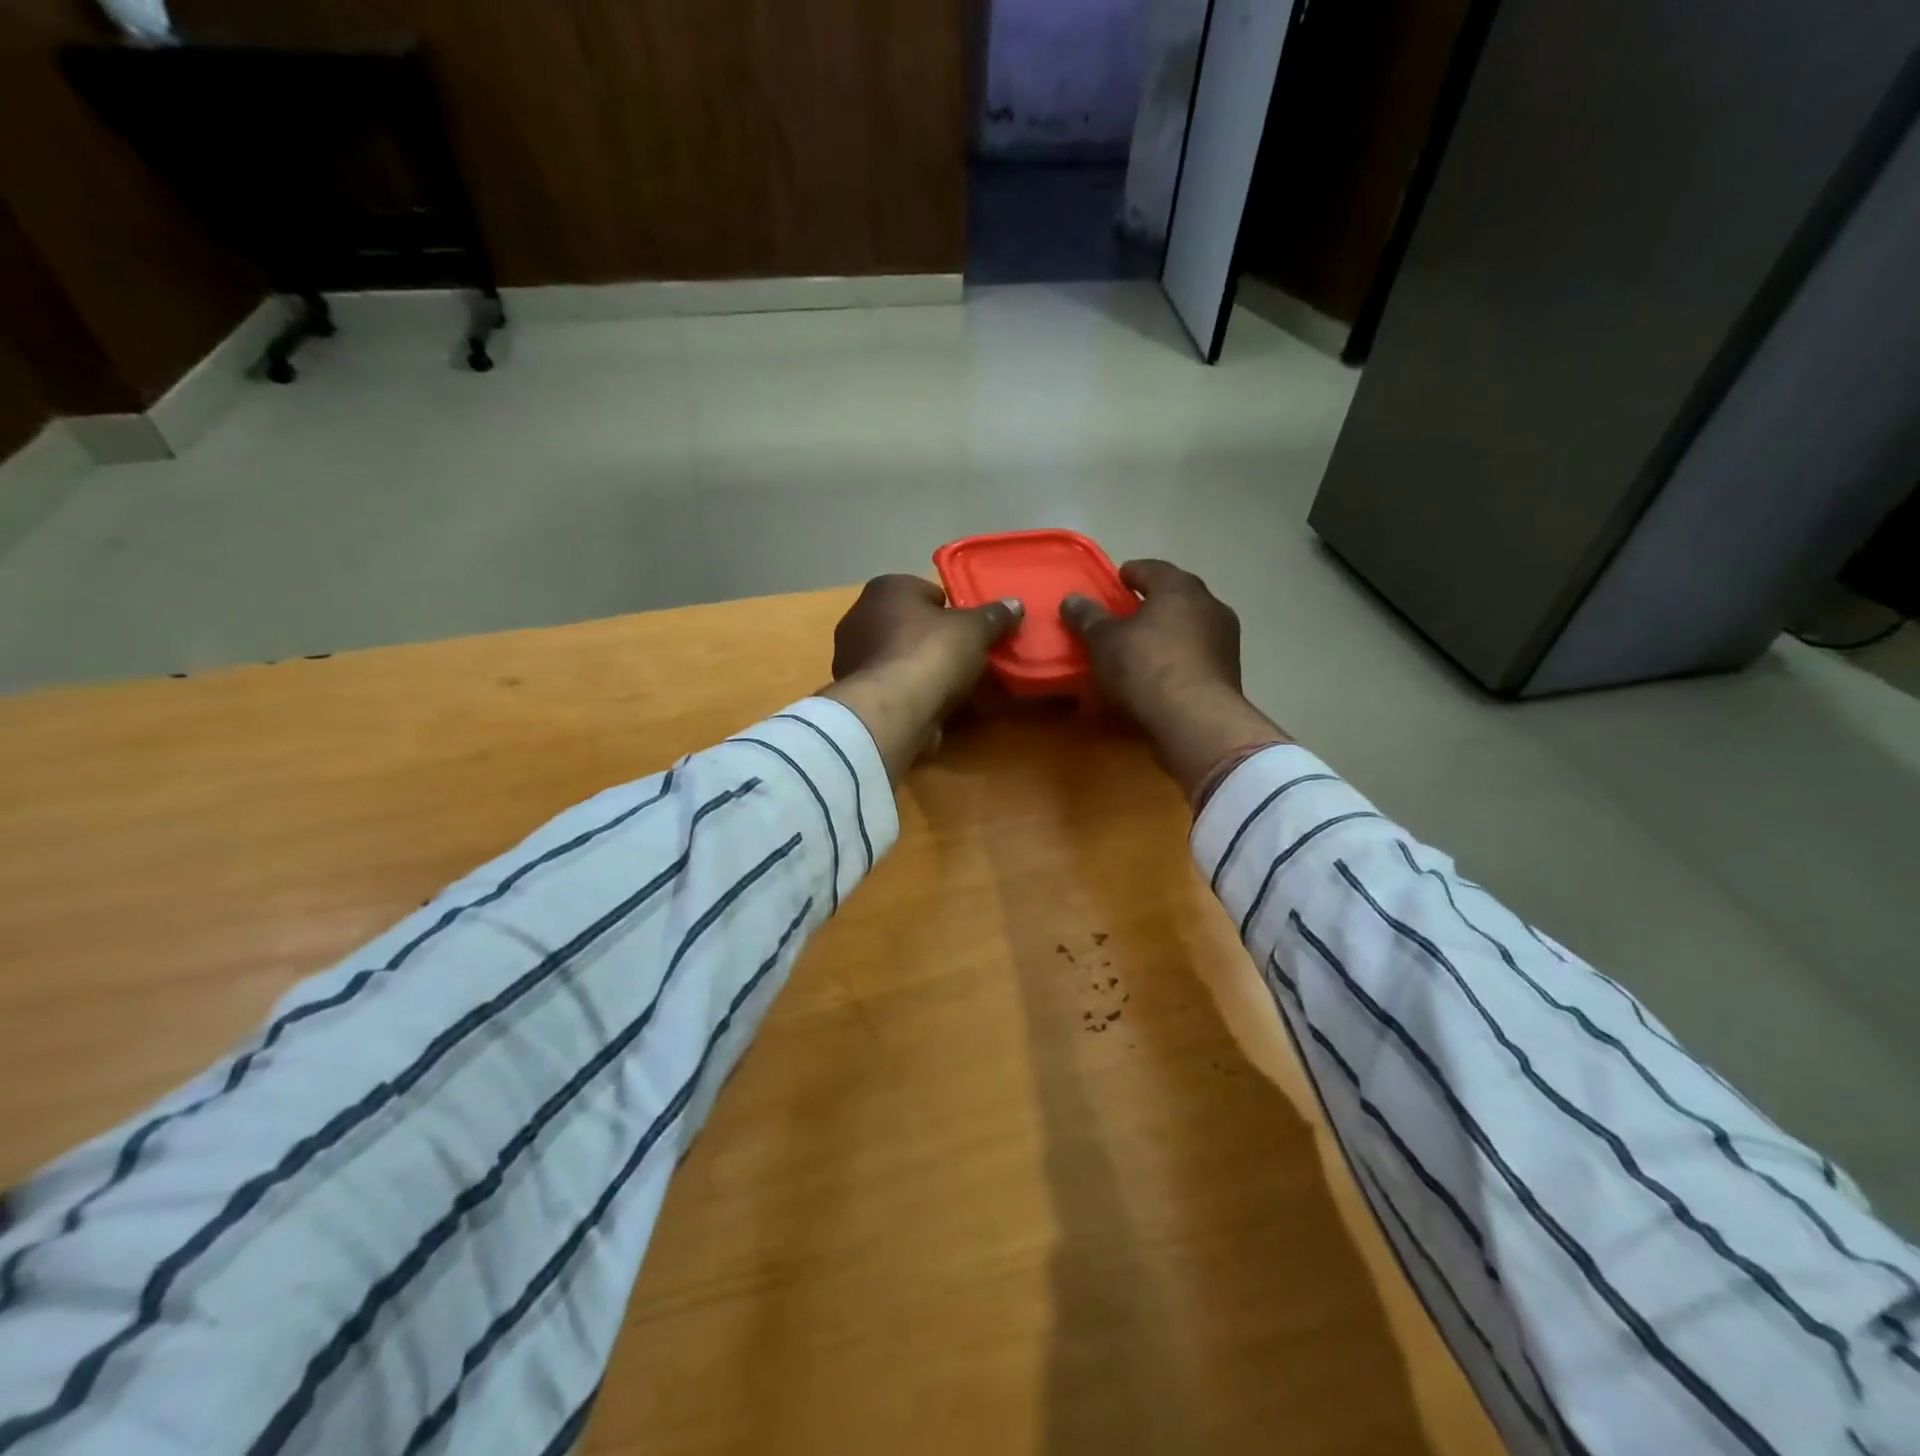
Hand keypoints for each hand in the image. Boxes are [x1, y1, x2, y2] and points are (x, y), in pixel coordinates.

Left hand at [821, 575, 1022, 779]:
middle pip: (912, 626)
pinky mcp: (855, 693)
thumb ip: (994, 616)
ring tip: (957, 690)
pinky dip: (912, 696)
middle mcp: (860, 616)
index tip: (971, 632)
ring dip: (924, 671)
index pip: (927, 592)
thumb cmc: (931, 654)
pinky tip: (936, 709)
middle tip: (967, 660)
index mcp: (886, 589)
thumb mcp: (975, 631)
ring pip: (901, 659)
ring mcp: (852, 657)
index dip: (953, 612)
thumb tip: (1015, 604)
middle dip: (937, 642)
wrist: (892, 711)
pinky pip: (893, 688)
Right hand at [1061, 560, 1287, 802]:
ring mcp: (1225, 639)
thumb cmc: (1146, 667)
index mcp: (1179, 587)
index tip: (1117, 580)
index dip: (1131, 573)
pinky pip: (1198, 655)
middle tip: (1128, 615)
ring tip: (1144, 647)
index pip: (1152, 569)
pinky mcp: (1230, 672)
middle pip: (1176, 596)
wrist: (1196, 720)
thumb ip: (1088, 617)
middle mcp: (1209, 605)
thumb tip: (1072, 599)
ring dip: (1169, 632)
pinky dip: (1180, 658)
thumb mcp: (1104, 642)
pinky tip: (1163, 673)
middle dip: (1153, 603)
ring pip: (1190, 626)